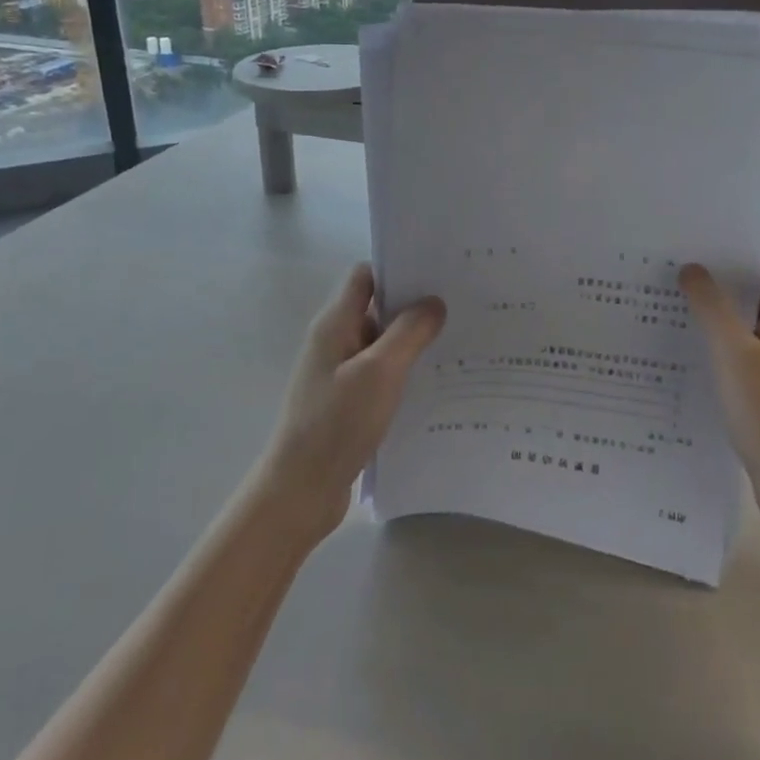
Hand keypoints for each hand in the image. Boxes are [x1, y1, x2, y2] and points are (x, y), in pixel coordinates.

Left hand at [258, 265, 445, 539]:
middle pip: (377, 307)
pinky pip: (381, 374)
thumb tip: (434, 302)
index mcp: (335, 324)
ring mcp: (340, 373)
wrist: (300, 490)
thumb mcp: (380, 372)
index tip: (437, 272)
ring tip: (457, 342)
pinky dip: (404, 372)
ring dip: (412, 342)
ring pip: (382, 343)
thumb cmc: (336, 423)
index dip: (398, 268)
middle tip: (459, 306)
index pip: (366, 276)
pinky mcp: (348, 401)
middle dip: (414, 305)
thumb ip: (408, 332)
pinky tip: (435, 383)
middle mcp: (335, 341)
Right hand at [680, 225, 759, 525]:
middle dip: (730, 256)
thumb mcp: (734, 355)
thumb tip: (692, 267)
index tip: (718, 214)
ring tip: (673, 283)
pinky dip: (722, 329)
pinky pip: (747, 339)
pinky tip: (686, 335)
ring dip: (722, 294)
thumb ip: (712, 307)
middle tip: (680, 245)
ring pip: (755, 307)